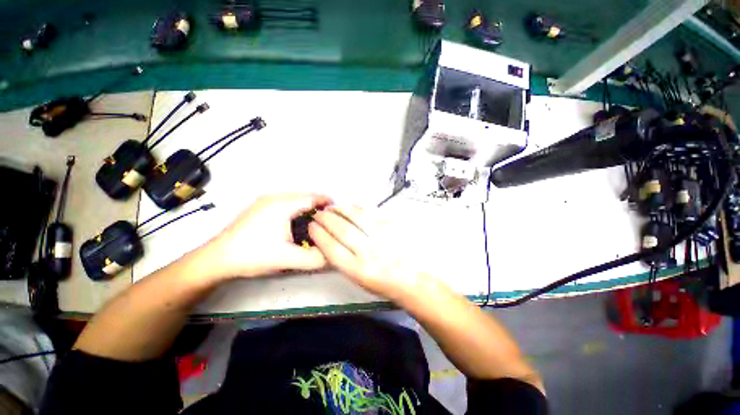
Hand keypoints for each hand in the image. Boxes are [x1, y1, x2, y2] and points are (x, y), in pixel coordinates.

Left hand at [204, 193, 331, 278]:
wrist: (216, 259)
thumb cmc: (253, 255)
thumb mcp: (287, 259)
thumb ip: (315, 258)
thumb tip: (333, 255)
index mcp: (282, 205)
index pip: (313, 197)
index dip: (328, 203)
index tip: (338, 213)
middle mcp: (274, 197)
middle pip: (305, 197)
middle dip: (319, 207)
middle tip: (328, 221)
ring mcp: (265, 201)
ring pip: (295, 200)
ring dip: (307, 209)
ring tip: (315, 223)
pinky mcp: (259, 207)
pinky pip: (286, 204)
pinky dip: (296, 211)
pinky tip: (296, 224)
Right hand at [309, 206, 421, 298]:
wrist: (409, 279)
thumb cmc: (380, 283)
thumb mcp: (357, 279)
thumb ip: (342, 260)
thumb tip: (328, 240)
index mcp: (357, 270)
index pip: (332, 248)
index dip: (319, 235)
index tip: (311, 226)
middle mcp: (368, 252)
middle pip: (342, 230)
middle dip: (326, 219)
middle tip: (319, 213)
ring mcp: (381, 237)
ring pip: (356, 218)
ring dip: (341, 210)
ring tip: (332, 207)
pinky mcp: (390, 228)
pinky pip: (370, 214)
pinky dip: (356, 209)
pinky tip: (349, 207)